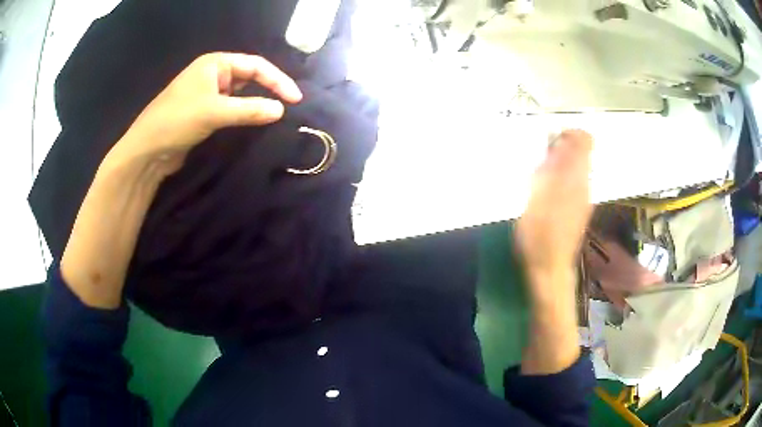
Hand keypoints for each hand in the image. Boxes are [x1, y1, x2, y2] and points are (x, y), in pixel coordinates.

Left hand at [61, 53, 301, 308]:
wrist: (146, 152)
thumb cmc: (176, 121)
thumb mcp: (214, 111)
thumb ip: (249, 109)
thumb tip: (281, 110)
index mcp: (214, 64)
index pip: (254, 66)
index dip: (277, 80)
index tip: (295, 99)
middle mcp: (212, 75)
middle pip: (249, 78)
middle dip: (269, 89)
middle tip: (289, 106)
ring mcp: (207, 95)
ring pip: (240, 95)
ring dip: (256, 103)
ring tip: (276, 115)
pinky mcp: (204, 114)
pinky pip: (231, 109)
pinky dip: (244, 115)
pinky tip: (254, 123)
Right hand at [515, 129, 592, 374]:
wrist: (549, 270)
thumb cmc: (539, 236)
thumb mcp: (539, 198)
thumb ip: (550, 168)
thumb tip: (558, 141)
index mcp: (576, 177)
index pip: (583, 139)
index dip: (567, 132)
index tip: (548, 138)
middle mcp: (584, 183)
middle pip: (581, 151)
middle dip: (561, 145)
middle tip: (540, 155)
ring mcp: (582, 196)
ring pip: (576, 165)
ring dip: (559, 160)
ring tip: (538, 170)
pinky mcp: (576, 208)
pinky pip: (572, 181)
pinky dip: (560, 176)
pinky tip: (544, 188)